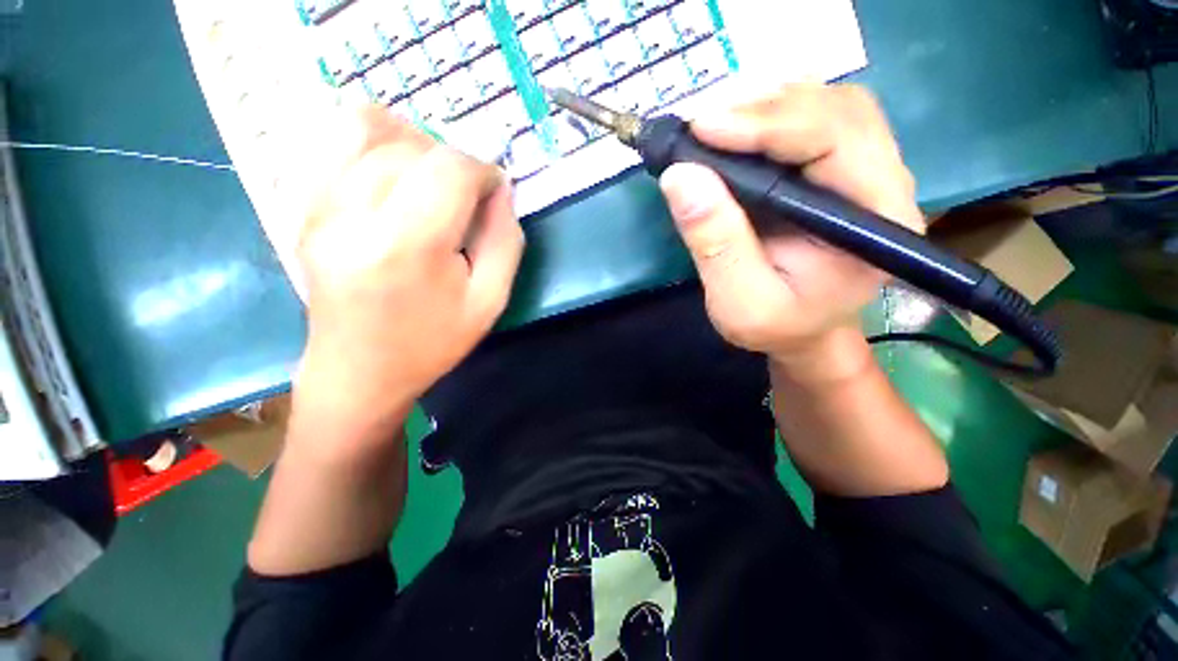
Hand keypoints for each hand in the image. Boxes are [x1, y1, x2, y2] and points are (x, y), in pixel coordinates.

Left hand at [294, 107, 523, 442]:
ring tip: (431, 177)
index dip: (482, 170)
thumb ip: (505, 240)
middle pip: (411, 145)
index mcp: (407, 247)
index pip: (449, 169)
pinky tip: (394, 172)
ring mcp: (316, 207)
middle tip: (467, 194)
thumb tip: (501, 189)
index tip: (494, 191)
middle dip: (452, 159)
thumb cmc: (432, 342)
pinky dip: (373, 140)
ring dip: (414, 142)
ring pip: (367, 127)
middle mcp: (351, 215)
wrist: (357, 372)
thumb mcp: (489, 301)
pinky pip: (334, 141)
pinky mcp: (302, 207)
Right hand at [658, 83, 922, 382]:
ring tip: (715, 132)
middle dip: (766, 110)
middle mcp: (885, 183)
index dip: (769, 125)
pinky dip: (771, 116)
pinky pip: (814, 119)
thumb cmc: (778, 325)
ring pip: (827, 104)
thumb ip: (715, 245)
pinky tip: (739, 136)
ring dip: (767, 108)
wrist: (803, 331)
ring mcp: (866, 171)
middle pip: (838, 109)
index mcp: (876, 221)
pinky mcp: (841, 169)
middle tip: (703, 130)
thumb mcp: (739, 302)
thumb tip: (679, 176)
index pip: (836, 140)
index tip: (703, 130)